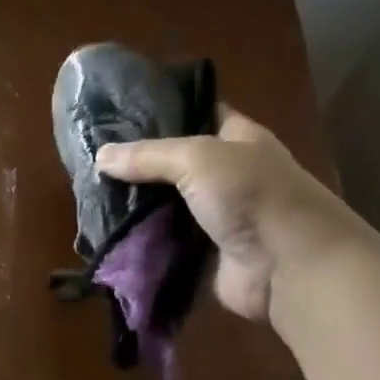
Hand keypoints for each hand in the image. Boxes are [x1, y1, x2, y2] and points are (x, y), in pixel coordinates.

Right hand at [96, 109, 353, 322]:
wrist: (288, 265)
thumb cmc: (251, 195)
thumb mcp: (197, 158)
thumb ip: (148, 156)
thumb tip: (100, 156)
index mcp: (237, 139)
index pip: (197, 115)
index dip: (163, 114)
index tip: (118, 117)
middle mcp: (228, 175)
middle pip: (175, 166)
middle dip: (138, 167)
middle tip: (93, 164)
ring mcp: (217, 217)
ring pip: (167, 208)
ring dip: (136, 209)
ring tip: (91, 200)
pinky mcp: (205, 255)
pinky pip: (167, 244)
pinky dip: (143, 243)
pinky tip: (110, 238)